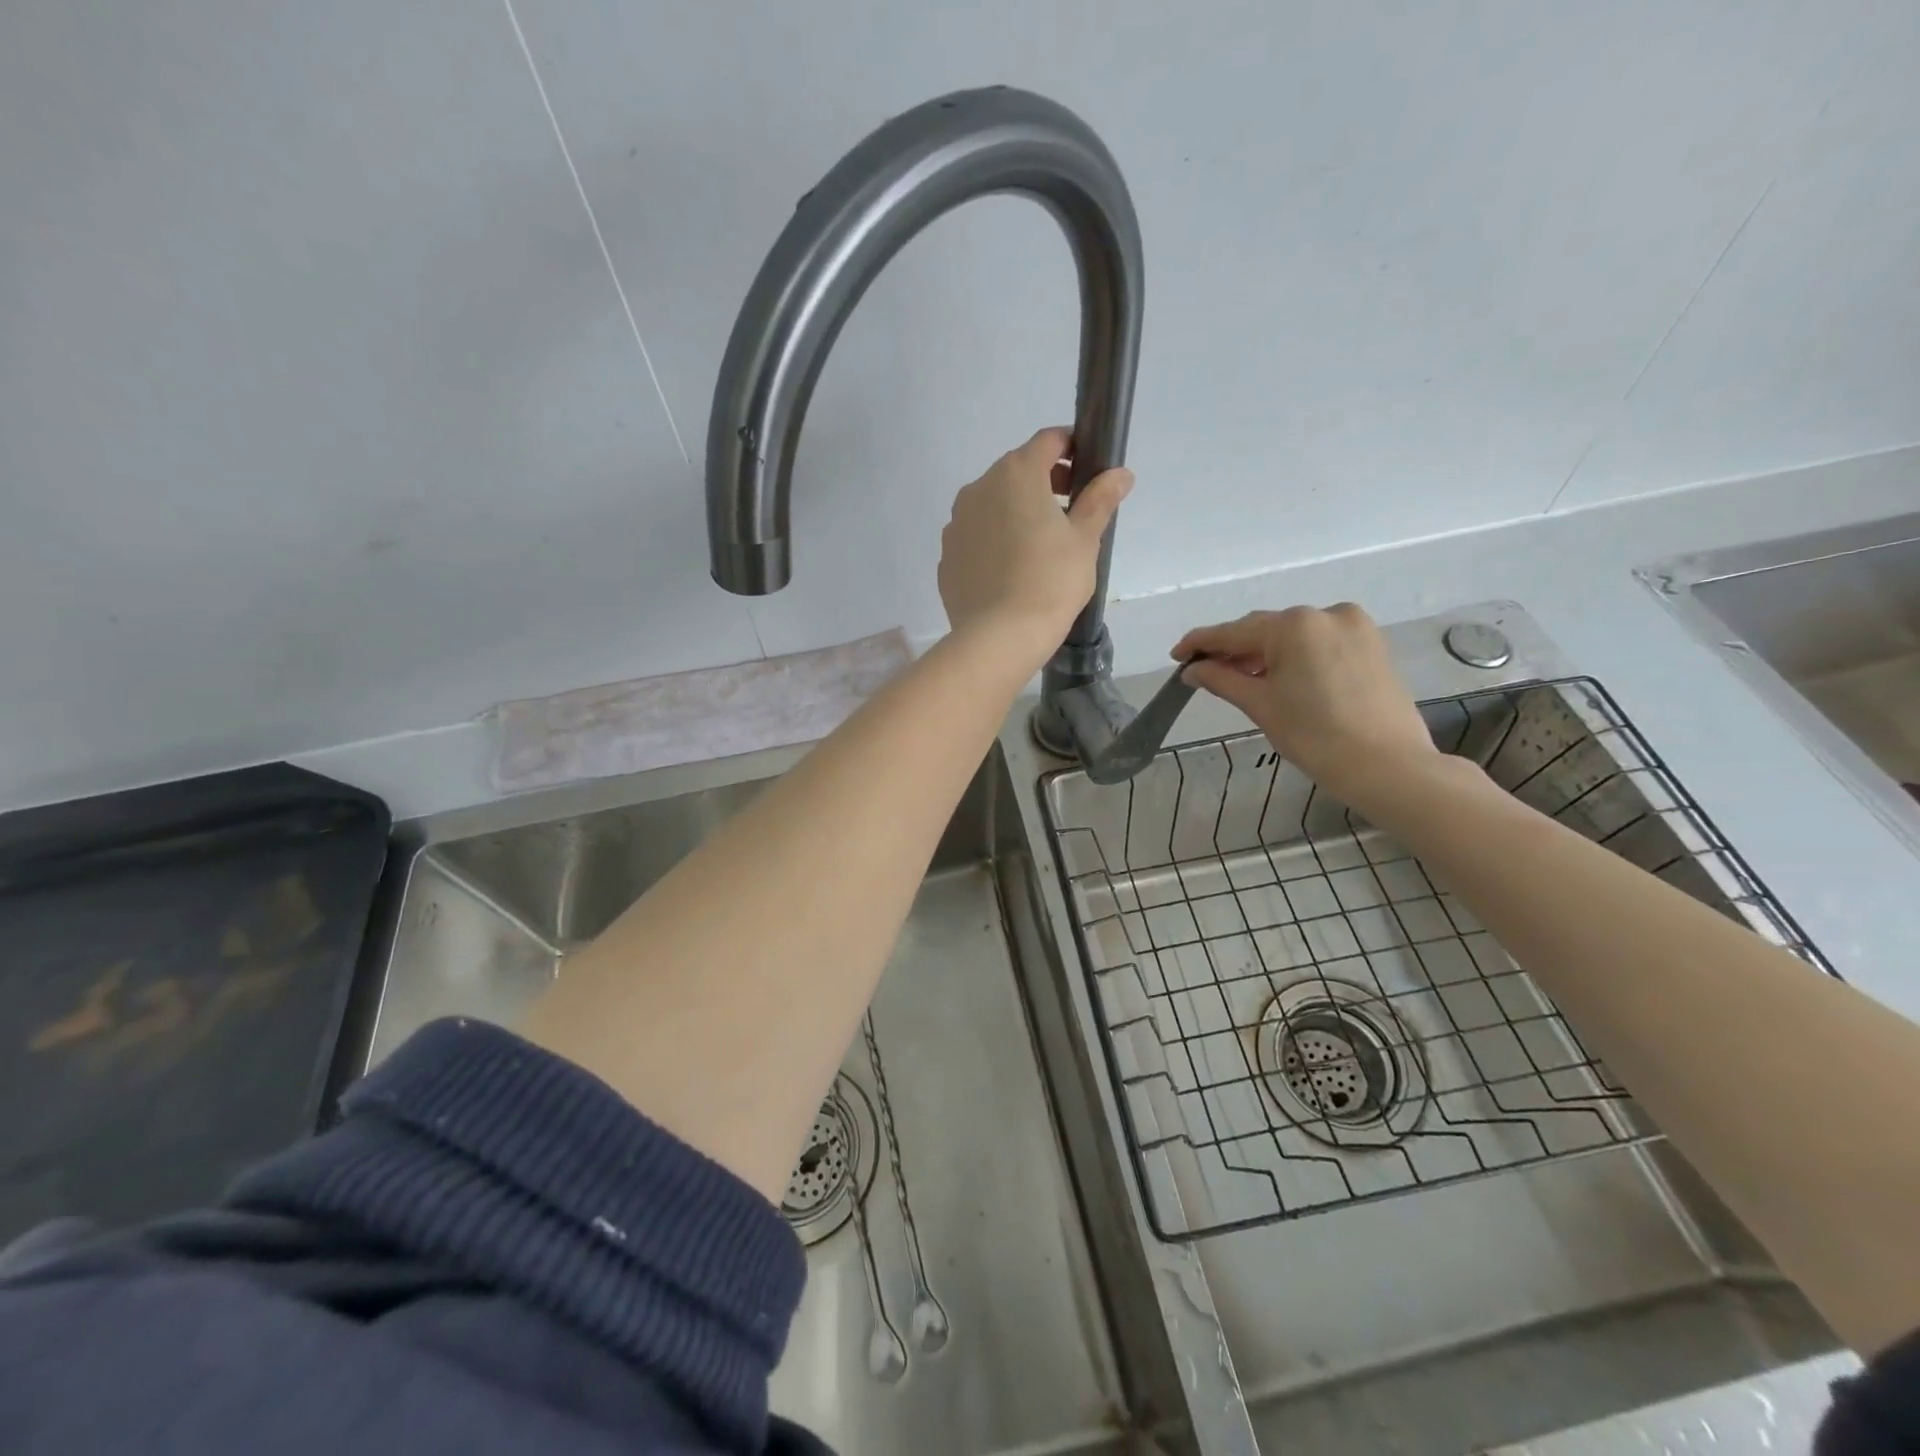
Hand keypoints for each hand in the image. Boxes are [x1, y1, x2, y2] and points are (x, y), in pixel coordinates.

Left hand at [938, 427, 1131, 667]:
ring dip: (1015, 513)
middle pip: (1016, 471)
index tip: (1087, 473)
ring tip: (1038, 548)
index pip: (1048, 441)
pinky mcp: (946, 556)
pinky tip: (1010, 572)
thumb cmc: (1051, 581)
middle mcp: (978, 489)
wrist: (1000, 637)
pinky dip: (993, 543)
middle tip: (1069, 515)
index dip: (1071, 448)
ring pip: (991, 505)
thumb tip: (1120, 474)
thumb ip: (1100, 500)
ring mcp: (956, 524)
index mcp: (1016, 474)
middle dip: (1044, 483)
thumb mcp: (1085, 540)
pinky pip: (975, 538)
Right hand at [1172, 605, 1440, 810]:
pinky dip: (1295, 657)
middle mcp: (1325, 613)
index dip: (1200, 643)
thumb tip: (1192, 670)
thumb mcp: (1260, 706)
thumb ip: (1222, 680)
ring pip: (1293, 636)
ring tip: (1241, 679)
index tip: (1176, 656)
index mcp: (1294, 625)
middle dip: (1234, 650)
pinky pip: (1319, 643)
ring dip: (1264, 654)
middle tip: (1205, 672)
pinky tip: (1279, 678)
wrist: (1387, 766)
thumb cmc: (1315, 736)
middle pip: (1265, 629)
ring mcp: (1354, 626)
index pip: (1234, 631)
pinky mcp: (1371, 644)